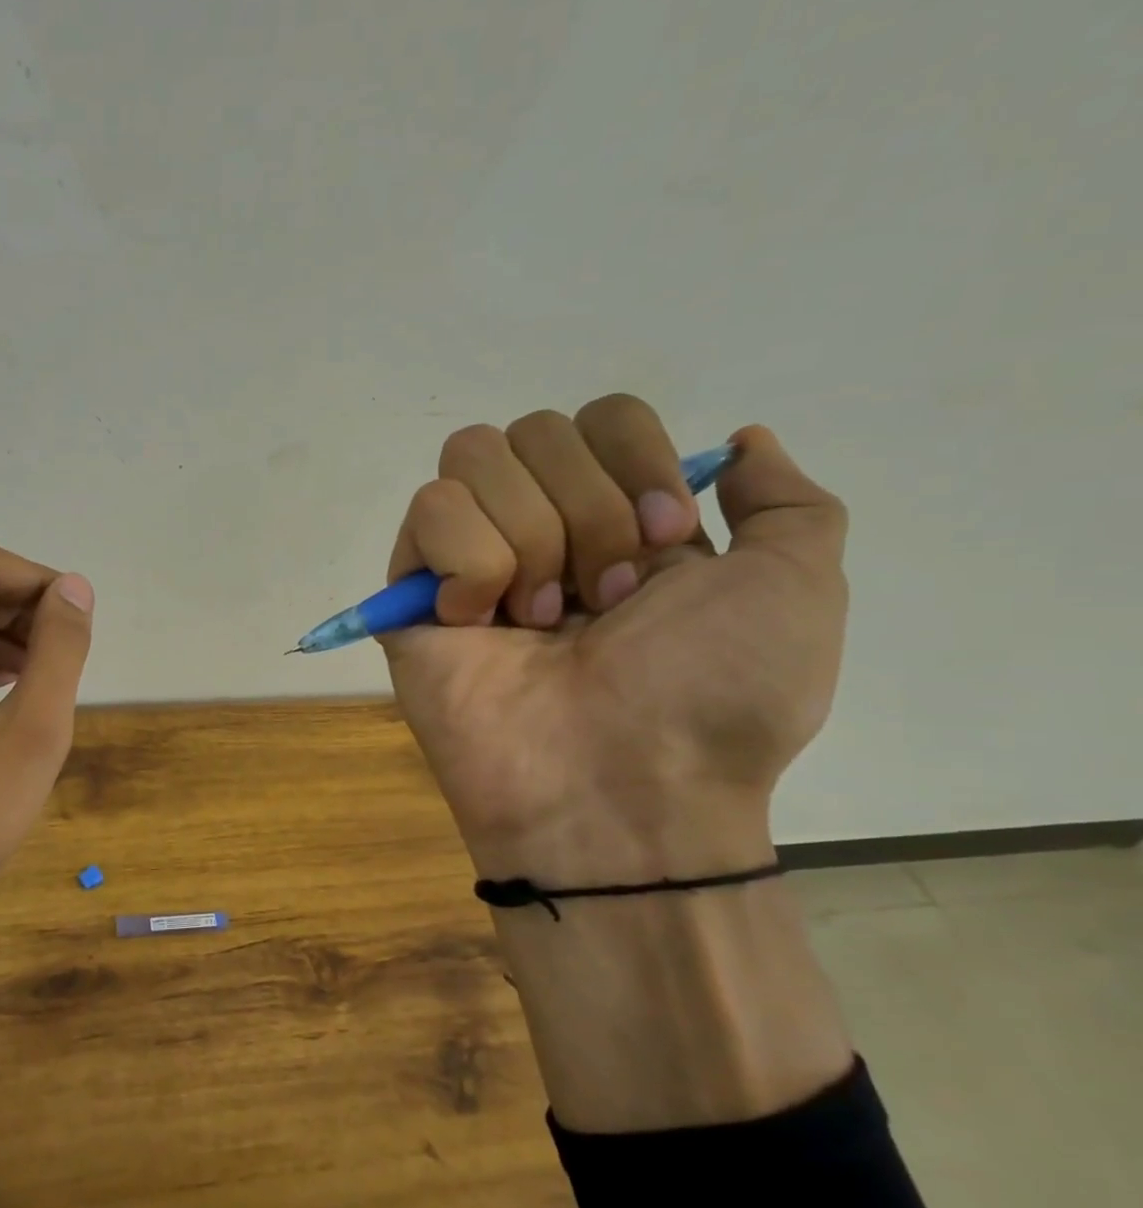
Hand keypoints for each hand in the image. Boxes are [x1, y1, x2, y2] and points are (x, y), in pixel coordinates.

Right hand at [382, 396, 847, 885]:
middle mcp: (541, 526)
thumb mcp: (796, 590)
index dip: (635, 462)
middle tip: (603, 602)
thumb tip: (738, 444)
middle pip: (536, 429)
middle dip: (586, 512)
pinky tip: (480, 624)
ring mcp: (469, 558)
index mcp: (620, 519)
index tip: (665, 544)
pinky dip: (469, 564)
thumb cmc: (712, 697)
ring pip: (474, 458)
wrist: (621, 791)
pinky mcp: (412, 590)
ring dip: (529, 540)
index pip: (602, 416)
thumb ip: (786, 503)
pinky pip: (429, 511)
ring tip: (541, 623)